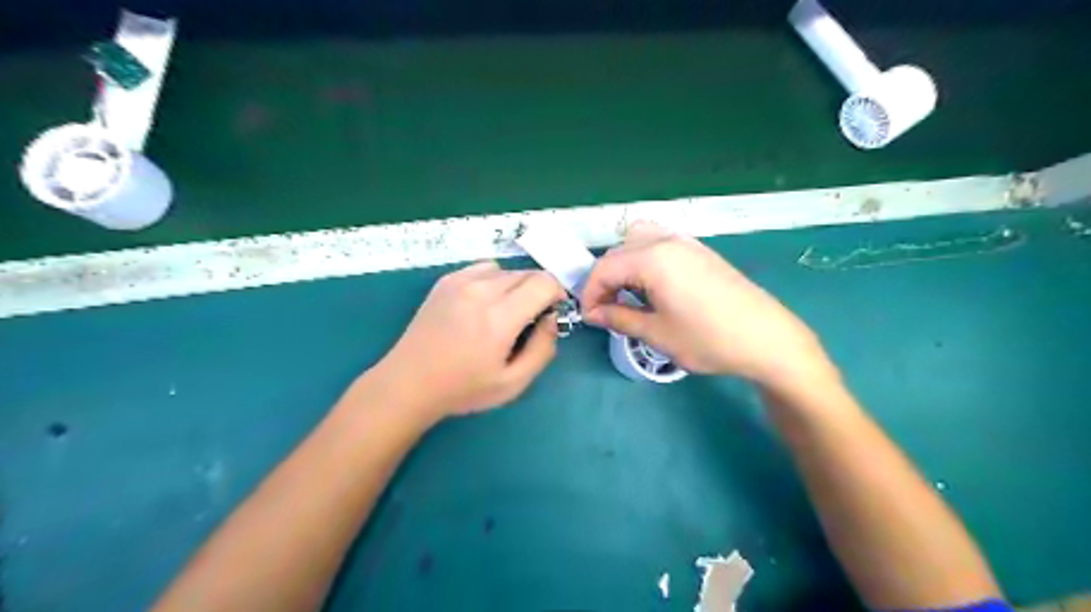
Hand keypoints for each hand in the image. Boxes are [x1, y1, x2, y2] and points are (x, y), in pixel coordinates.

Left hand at [371, 261, 566, 421]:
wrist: (409, 382)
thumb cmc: (463, 388)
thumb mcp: (513, 383)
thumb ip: (542, 350)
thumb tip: (551, 319)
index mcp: (499, 318)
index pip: (544, 282)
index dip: (556, 294)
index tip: (551, 313)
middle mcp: (481, 291)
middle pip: (527, 273)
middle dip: (538, 291)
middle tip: (529, 319)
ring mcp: (460, 282)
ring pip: (506, 270)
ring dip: (516, 286)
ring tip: (504, 312)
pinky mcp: (446, 280)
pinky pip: (483, 269)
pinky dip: (493, 281)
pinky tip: (482, 304)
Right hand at [583, 222, 836, 393]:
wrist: (766, 338)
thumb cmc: (708, 339)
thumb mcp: (657, 333)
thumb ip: (619, 318)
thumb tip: (593, 314)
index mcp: (653, 259)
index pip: (605, 268)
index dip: (590, 293)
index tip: (589, 318)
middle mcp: (667, 241)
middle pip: (620, 251)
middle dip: (605, 279)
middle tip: (606, 310)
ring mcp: (687, 243)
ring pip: (639, 241)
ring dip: (625, 265)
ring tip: (628, 296)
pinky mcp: (701, 251)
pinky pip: (660, 245)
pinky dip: (645, 260)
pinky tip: (653, 287)